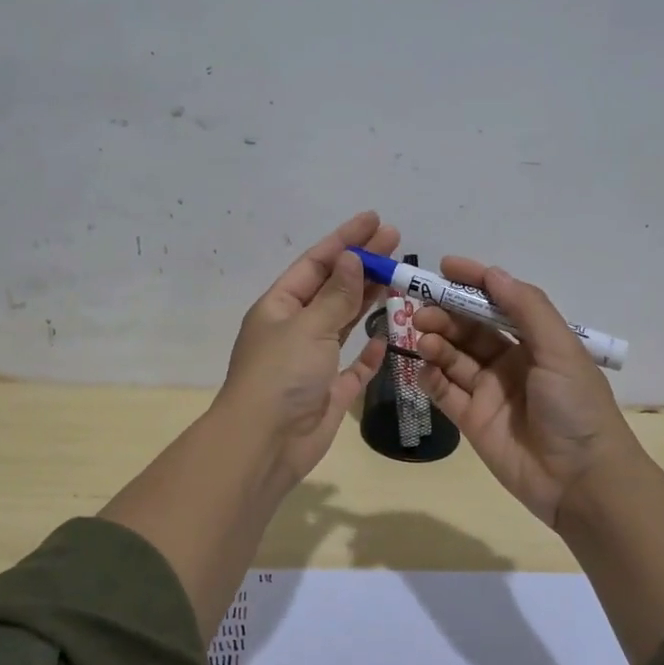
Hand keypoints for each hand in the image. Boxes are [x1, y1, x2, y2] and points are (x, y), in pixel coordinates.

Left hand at [214, 211, 398, 486]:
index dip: (345, 239)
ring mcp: (312, 361)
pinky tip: (386, 336)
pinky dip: (369, 352)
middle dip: (363, 264)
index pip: (316, 263)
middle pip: (333, 289)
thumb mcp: (309, 327)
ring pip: (344, 322)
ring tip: (398, 277)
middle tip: (397, 242)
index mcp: (280, 307)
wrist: (265, 444)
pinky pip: (354, 366)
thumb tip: (351, 257)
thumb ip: (336, 295)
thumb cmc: (281, 375)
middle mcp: (295, 329)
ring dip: (368, 300)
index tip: (375, 220)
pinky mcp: (330, 392)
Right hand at [413, 260, 640, 526]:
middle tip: (420, 310)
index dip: (473, 282)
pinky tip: (423, 367)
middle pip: (470, 329)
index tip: (444, 267)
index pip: (499, 302)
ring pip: (453, 357)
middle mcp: (511, 362)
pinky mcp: (472, 420)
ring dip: (435, 342)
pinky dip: (430, 377)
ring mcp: (489, 392)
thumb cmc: (576, 407)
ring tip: (421, 337)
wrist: (581, 481)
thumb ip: (526, 308)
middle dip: (445, 314)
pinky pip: (444, 391)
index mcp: (537, 341)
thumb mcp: (560, 350)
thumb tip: (493, 274)